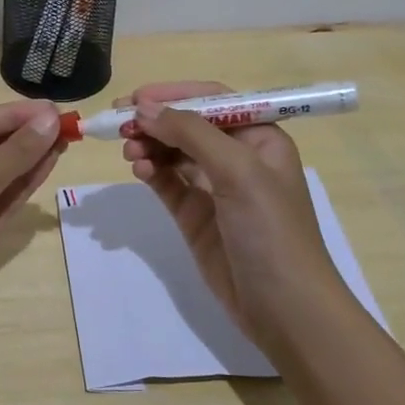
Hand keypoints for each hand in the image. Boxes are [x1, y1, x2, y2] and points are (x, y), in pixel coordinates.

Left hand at [0, 99, 65, 383]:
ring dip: (29, 157)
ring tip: (66, 140)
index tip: (53, 108)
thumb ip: (12, 153)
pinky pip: (2, 201)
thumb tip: (50, 119)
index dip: (13, 114)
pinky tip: (49, 167)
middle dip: (23, 135)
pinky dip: (24, 184)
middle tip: (66, 125)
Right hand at [119, 81, 344, 352]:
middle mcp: (238, 158)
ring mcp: (215, 189)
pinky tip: (138, 170)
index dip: (175, 94)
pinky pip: (168, 183)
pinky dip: (151, 172)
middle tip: (119, 124)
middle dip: (156, 121)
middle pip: (188, 125)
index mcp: (260, 139)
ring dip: (150, 146)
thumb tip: (144, 108)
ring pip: (174, 153)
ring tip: (129, 151)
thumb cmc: (271, 230)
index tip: (136, 98)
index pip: (213, 101)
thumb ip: (191, 134)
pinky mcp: (196, 216)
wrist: (285, 309)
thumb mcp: (238, 171)